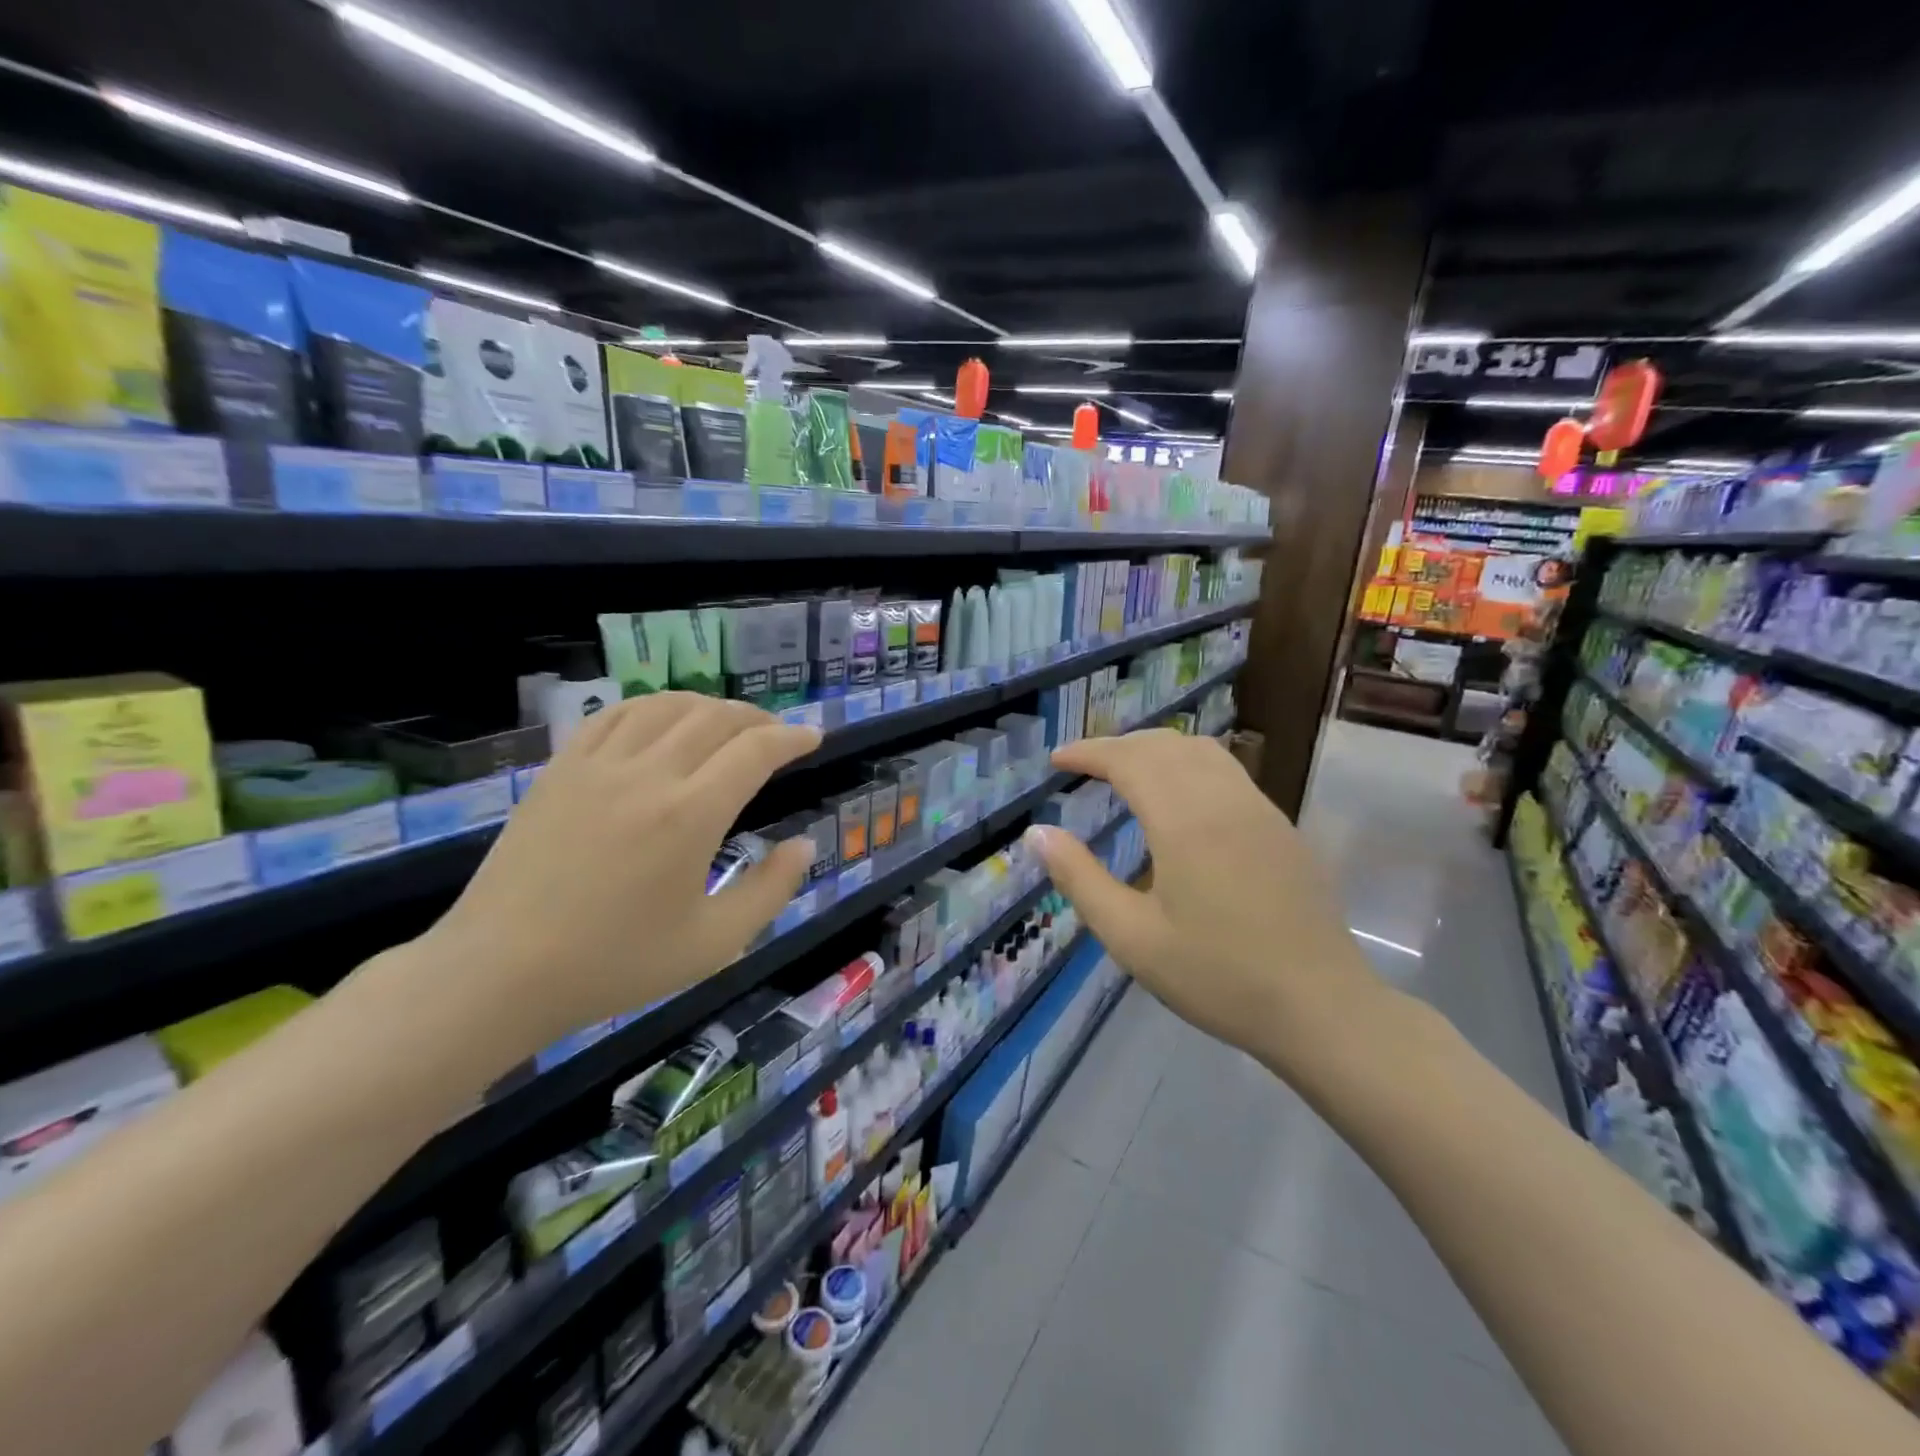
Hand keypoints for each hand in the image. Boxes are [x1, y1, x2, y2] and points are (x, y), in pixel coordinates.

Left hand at [414, 694, 819, 1061]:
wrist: (501, 972)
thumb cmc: (615, 963)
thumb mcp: (713, 943)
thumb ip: (770, 890)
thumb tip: (803, 845)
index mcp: (691, 815)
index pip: (755, 750)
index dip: (791, 737)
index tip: (813, 737)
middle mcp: (649, 774)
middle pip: (715, 718)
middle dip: (757, 717)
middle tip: (775, 733)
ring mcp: (598, 765)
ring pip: (665, 706)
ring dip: (707, 706)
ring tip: (726, 722)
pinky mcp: (560, 769)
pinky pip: (613, 715)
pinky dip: (651, 707)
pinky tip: (661, 720)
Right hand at [1023, 730, 1385, 1078]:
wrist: (1321, 1007)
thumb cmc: (1217, 977)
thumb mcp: (1132, 937)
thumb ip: (1079, 878)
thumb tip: (1038, 832)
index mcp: (1184, 821)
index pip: (1128, 759)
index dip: (1088, 752)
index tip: (1057, 760)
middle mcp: (1223, 799)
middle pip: (1164, 745)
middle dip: (1118, 745)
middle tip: (1083, 765)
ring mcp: (1260, 808)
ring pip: (1201, 750)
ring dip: (1156, 748)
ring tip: (1126, 771)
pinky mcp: (1281, 826)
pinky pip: (1227, 770)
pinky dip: (1188, 763)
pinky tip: (1179, 797)